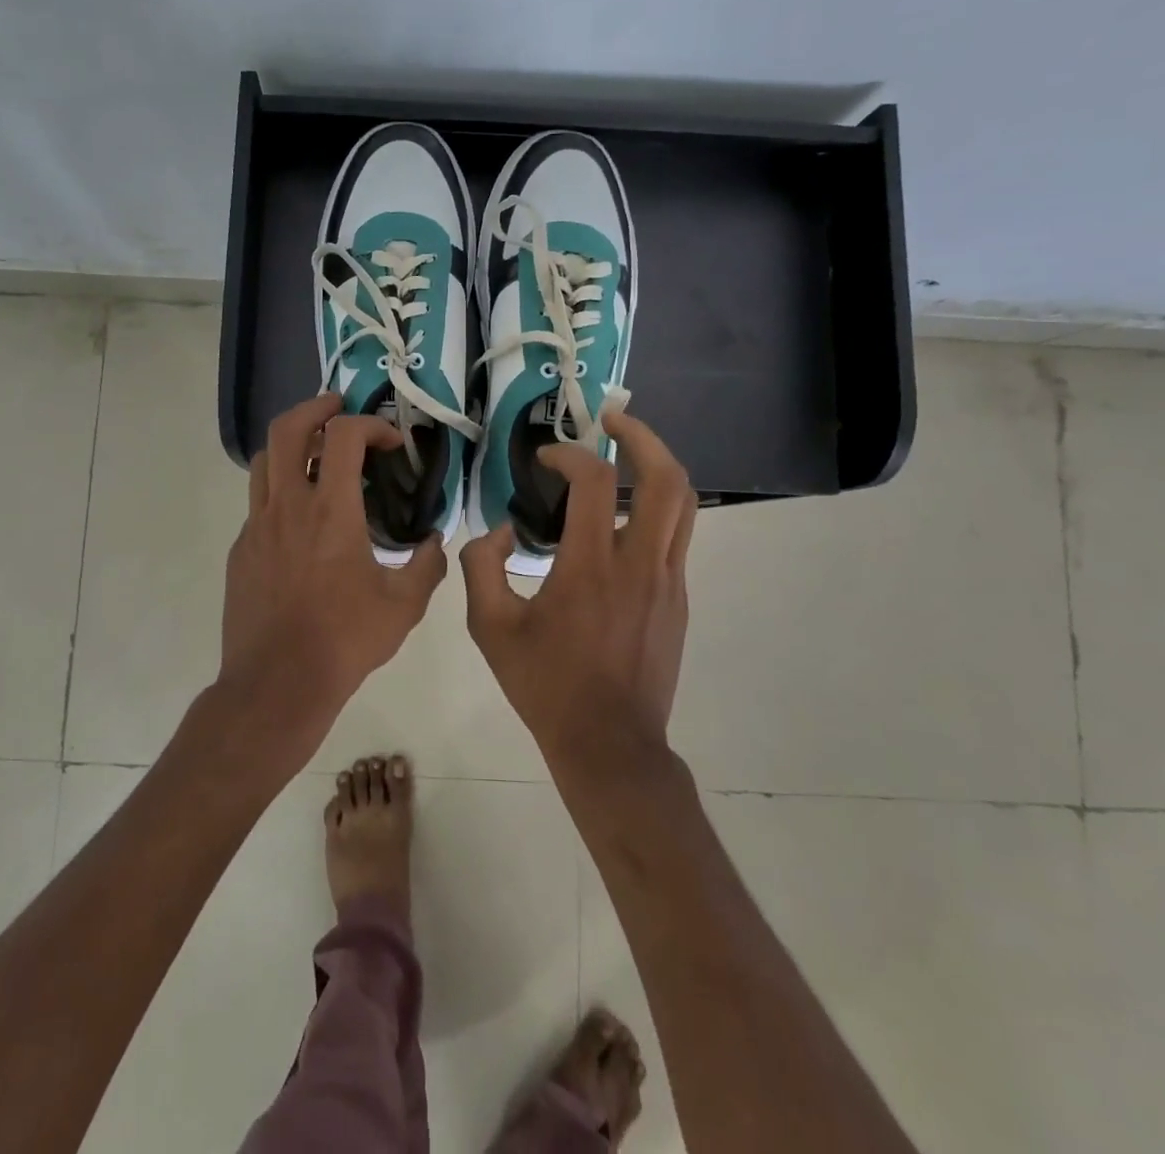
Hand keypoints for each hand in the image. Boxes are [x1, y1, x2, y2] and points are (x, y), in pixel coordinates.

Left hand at [220, 393, 447, 770]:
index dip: (371, 424)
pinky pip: (258, 503)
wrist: (277, 683)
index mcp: (331, 511)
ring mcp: (256, 527)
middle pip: (287, 430)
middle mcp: (287, 506)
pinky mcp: (241, 549)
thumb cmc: (345, 640)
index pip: (343, 435)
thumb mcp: (404, 605)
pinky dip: (280, 490)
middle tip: (338, 406)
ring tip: (314, 451)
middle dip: (315, 408)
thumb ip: (428, 564)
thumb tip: (436, 541)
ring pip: (263, 461)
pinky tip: (301, 518)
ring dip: (290, 444)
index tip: (392, 442)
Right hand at [461, 412, 693, 767]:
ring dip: (658, 464)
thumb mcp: (490, 629)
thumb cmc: (546, 685)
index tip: (545, 458)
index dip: (569, 455)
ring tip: (628, 449)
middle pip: (666, 478)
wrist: (610, 744)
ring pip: (683, 504)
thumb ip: (481, 568)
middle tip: (612, 419)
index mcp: (590, 567)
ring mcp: (667, 581)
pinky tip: (624, 516)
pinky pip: (675, 536)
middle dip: (642, 436)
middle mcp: (639, 564)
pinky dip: (655, 507)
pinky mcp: (678, 598)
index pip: (595, 482)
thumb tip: (495, 532)